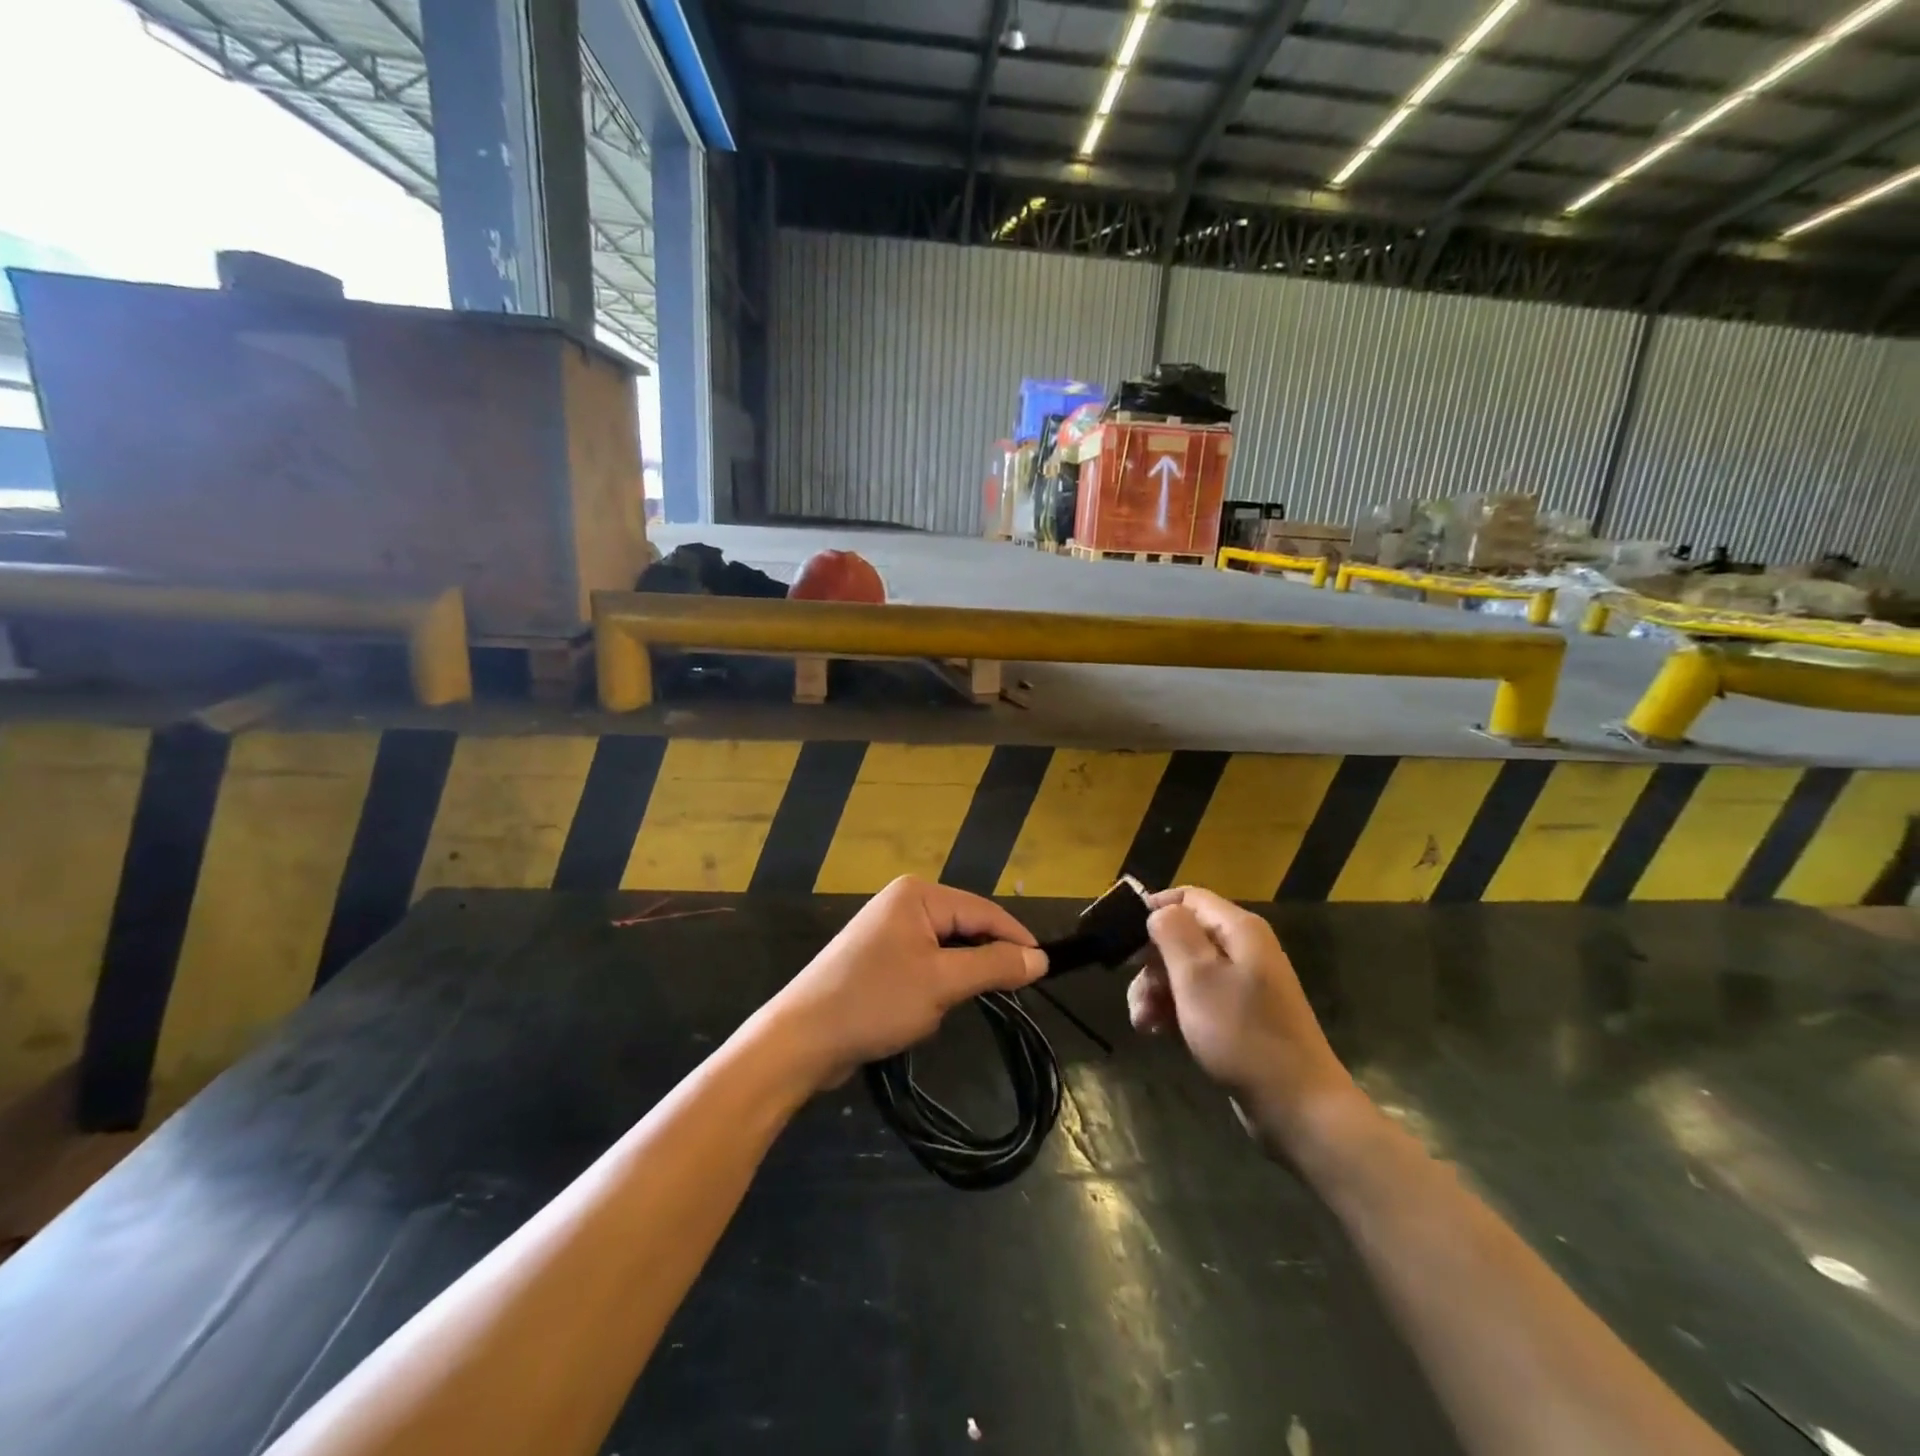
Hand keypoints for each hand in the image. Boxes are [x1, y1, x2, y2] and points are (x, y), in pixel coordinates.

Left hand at [766, 876, 1046, 1089]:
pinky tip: (925, 1011)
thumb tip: (1040, 958)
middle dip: (982, 961)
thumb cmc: (875, 1002)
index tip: (1045, 969)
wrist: (802, 1039)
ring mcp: (888, 930)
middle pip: (964, 927)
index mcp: (918, 895)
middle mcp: (903, 903)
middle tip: (1011, 993)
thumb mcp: (942, 983)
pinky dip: (935, 986)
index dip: (1016, 939)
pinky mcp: (878, 959)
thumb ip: (994, 966)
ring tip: (959, 1005)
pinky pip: (924, 965)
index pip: (982, 910)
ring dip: (956, 979)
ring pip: (946, 950)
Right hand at [1128, 887, 1355, 1144]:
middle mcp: (1243, 950)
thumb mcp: (1198, 977)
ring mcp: (1243, 985)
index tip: (1122, 939)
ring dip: (1157, 991)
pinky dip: (1174, 1010)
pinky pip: (1197, 999)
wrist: (1297, 1108)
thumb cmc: (1242, 1035)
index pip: (1188, 898)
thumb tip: (1159, 911)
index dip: (1154, 910)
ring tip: (1143, 1022)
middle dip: (1151, 963)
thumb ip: (1173, 933)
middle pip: (1183, 936)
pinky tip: (1158, 1032)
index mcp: (1239, 930)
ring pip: (1185, 971)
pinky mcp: (1240, 1017)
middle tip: (1136, 995)